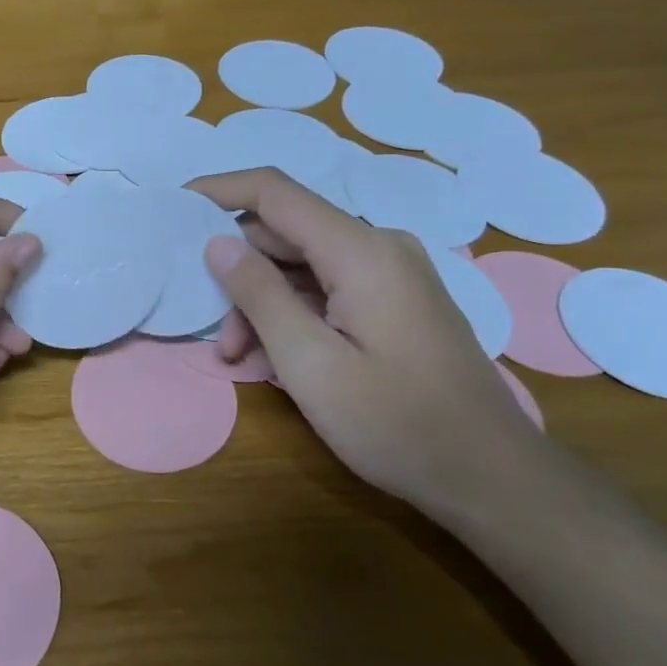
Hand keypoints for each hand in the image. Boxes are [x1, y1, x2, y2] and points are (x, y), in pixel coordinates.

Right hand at [190, 168, 539, 509]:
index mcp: (362, 251)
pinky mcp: (397, 300)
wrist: (491, 476)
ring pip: (304, 265)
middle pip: (286, 234)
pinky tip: (279, 359)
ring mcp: (393, 274)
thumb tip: (218, 243)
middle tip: (216, 336)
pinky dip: (295, 314)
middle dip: (240, 274)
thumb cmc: (396, 423)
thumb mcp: (311, 363)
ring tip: (242, 359)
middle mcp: (380, 247)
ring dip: (264, 303)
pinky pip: (329, 288)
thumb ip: (259, 295)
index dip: (219, 189)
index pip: (275, 192)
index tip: (174, 206)